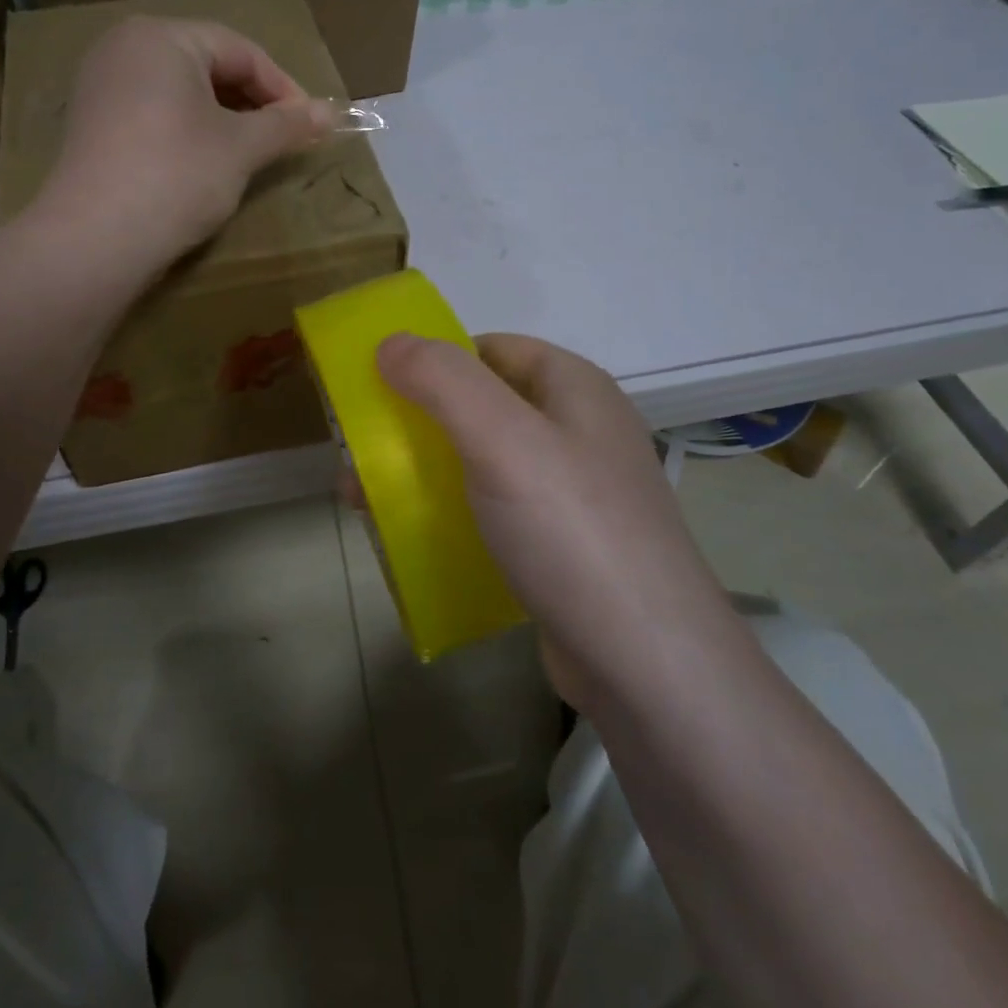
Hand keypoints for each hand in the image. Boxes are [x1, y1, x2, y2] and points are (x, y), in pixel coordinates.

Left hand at [38, 16, 334, 265]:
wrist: (96, 238)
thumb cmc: (177, 175)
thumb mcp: (241, 148)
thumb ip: (287, 125)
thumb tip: (330, 113)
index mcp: (161, 37)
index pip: (240, 51)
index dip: (283, 87)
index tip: (310, 125)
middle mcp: (124, 47)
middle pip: (208, 65)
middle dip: (252, 102)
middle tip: (283, 139)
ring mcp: (101, 85)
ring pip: (181, 91)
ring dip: (223, 118)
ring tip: (250, 152)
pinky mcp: (92, 123)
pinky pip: (154, 112)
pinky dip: (188, 130)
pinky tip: (205, 163)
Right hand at [374, 332, 739, 706]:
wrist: (647, 665)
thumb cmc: (571, 530)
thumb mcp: (502, 440)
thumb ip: (443, 380)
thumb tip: (391, 342)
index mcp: (573, 388)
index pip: (490, 348)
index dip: (433, 359)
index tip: (379, 390)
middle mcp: (576, 430)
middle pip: (479, 406)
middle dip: (415, 426)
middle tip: (360, 458)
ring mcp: (572, 491)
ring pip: (480, 462)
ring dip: (423, 473)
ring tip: (366, 504)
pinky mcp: (562, 545)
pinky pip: (493, 511)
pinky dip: (450, 515)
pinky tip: (414, 540)